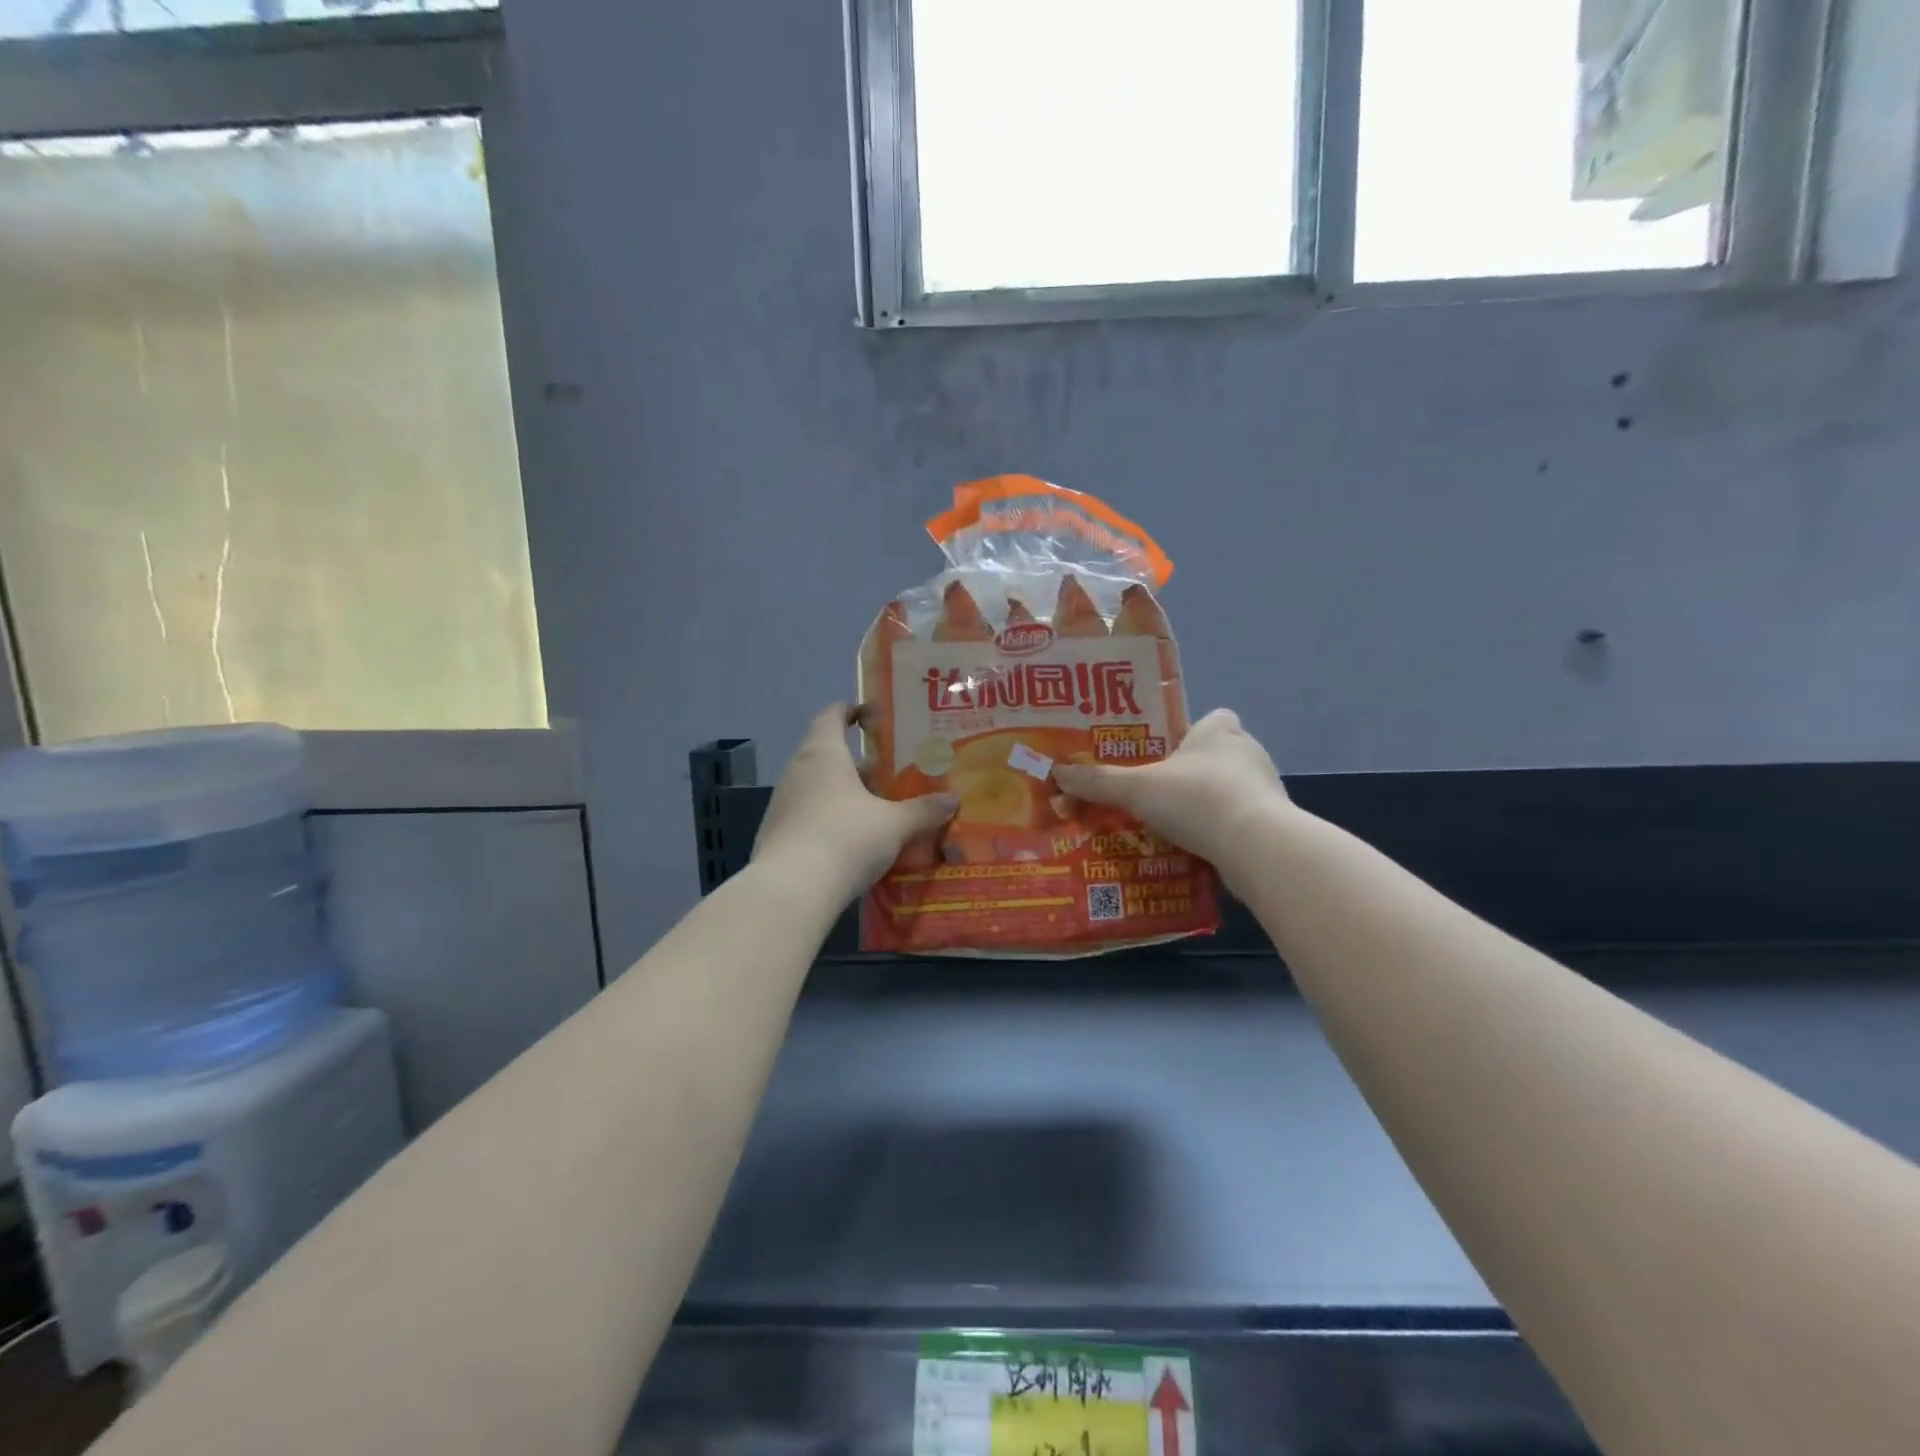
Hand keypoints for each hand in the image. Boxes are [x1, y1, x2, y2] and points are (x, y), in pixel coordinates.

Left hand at [752, 705, 957, 901]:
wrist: (791, 891)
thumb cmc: (845, 839)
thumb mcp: (894, 825)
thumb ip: (923, 810)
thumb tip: (952, 799)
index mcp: (823, 753)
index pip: (832, 714)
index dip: (852, 710)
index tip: (873, 717)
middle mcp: (797, 770)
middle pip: (826, 752)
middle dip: (857, 761)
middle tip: (889, 772)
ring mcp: (782, 802)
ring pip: (817, 785)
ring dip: (843, 792)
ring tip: (876, 809)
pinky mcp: (775, 833)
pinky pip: (807, 814)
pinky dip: (829, 818)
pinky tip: (851, 841)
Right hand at [1054, 709, 1287, 872]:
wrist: (1257, 847)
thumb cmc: (1197, 799)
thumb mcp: (1136, 789)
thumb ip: (1098, 782)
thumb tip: (1057, 773)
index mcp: (1219, 731)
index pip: (1211, 718)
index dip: (1190, 732)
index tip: (1166, 753)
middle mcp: (1247, 753)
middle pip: (1215, 756)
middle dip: (1189, 772)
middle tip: (1155, 791)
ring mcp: (1264, 790)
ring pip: (1226, 790)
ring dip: (1203, 804)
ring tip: (1168, 824)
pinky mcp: (1271, 825)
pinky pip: (1235, 822)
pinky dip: (1216, 832)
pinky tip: (1192, 848)